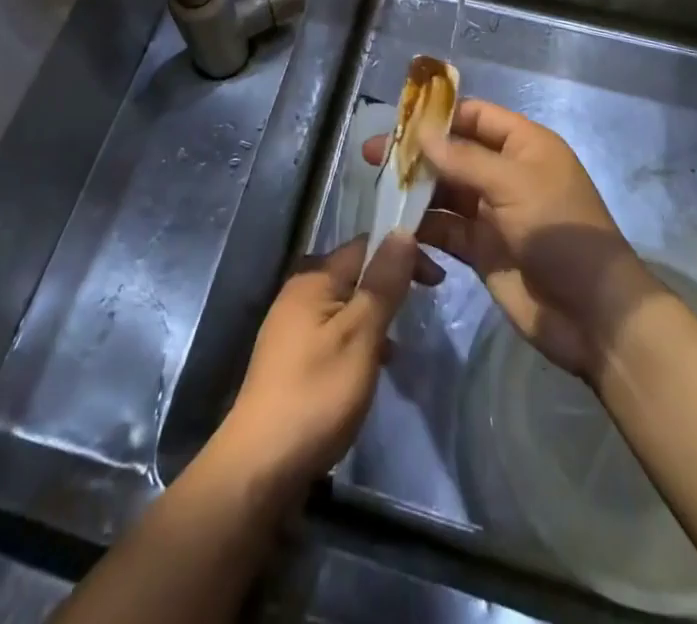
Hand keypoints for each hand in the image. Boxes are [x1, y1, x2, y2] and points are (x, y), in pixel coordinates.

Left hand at [214, 233, 436, 494]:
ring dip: (376, 314)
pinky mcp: (292, 359)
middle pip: (354, 272)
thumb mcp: (360, 335)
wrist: (260, 466)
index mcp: (313, 278)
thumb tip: (402, 230)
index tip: (436, 280)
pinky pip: (335, 332)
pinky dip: (359, 339)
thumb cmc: (317, 394)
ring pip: (346, 304)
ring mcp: (291, 327)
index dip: (401, 252)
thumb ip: (382, 283)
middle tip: (423, 305)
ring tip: (401, 340)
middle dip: (390, 283)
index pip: (365, 246)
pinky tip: (373, 366)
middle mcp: (298, 293)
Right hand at [366, 98, 653, 379]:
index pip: (475, 116)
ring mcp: (494, 213)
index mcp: (524, 145)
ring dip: (415, 191)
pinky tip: (395, 227)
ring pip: (446, 192)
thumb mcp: (513, 185)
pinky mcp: (483, 250)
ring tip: (376, 190)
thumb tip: (422, 135)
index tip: (397, 119)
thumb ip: (464, 160)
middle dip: (417, 154)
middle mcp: (506, 173)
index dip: (439, 115)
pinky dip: (423, 227)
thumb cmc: (559, 231)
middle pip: (454, 153)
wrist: (593, 314)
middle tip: (372, 156)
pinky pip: (446, 230)